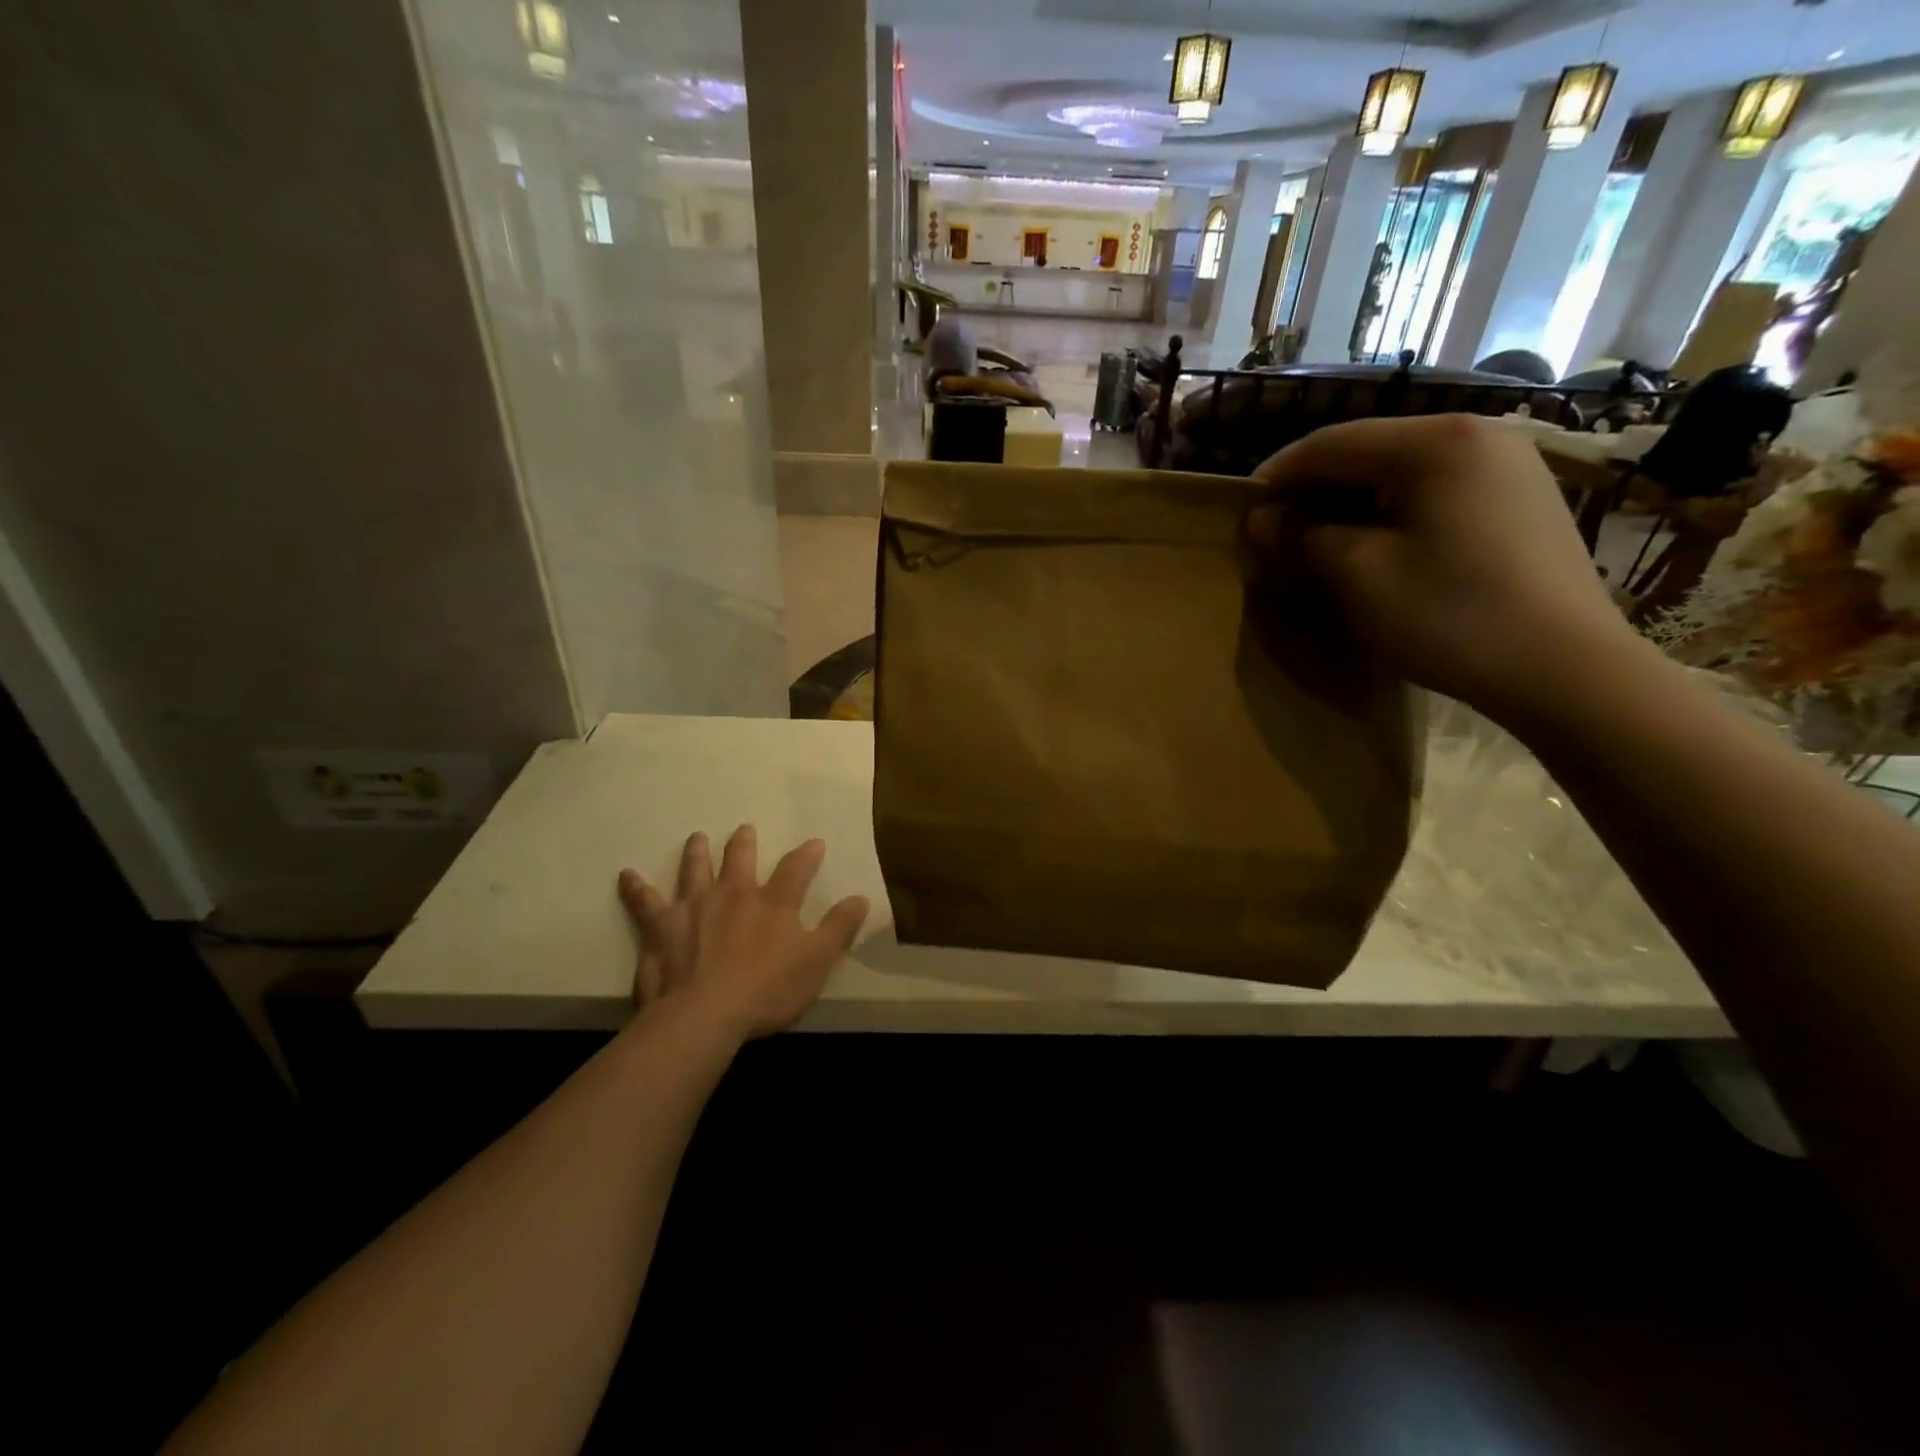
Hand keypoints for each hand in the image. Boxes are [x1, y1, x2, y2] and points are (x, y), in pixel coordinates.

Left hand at [617, 826, 869, 1043]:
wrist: (705, 1014)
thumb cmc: (768, 990)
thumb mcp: (817, 961)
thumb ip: (839, 927)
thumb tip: (860, 897)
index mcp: (773, 902)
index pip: (796, 869)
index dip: (808, 854)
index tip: (815, 842)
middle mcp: (733, 894)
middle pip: (740, 859)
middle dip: (744, 843)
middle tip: (744, 828)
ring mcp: (694, 907)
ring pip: (695, 870)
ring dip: (697, 852)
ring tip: (696, 837)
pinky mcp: (661, 926)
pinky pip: (644, 902)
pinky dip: (635, 887)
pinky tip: (626, 875)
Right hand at [1248, 414, 1641, 722]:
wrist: (1566, 671)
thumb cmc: (1450, 615)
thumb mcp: (1358, 575)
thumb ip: (1303, 536)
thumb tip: (1263, 518)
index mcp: (1436, 442)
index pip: (1331, 443)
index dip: (1277, 475)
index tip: (1238, 511)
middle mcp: (1477, 436)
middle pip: (1369, 452)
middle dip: (1313, 492)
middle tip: (1273, 534)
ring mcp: (1508, 467)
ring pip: (1402, 474)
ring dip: (1349, 506)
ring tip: (1315, 545)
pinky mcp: (1520, 503)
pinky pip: (1435, 495)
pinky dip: (1391, 516)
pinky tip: (1373, 549)